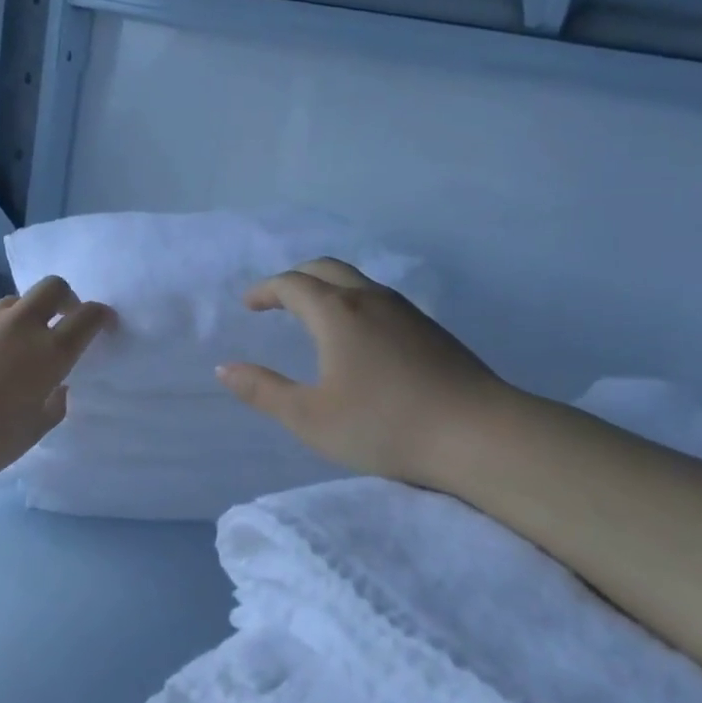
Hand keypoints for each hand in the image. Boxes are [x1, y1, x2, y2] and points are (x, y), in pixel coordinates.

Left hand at [0, 277, 111, 487]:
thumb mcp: (39, 426)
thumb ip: (56, 399)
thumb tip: (56, 384)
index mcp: (50, 353)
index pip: (87, 316)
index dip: (102, 316)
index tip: (105, 324)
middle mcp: (21, 327)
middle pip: (53, 287)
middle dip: (67, 298)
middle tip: (66, 321)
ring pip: (18, 301)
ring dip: (30, 314)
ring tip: (24, 343)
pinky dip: (1, 329)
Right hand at [217, 259, 507, 485]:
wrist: (477, 434)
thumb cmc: (383, 426)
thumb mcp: (310, 417)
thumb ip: (264, 391)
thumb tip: (224, 368)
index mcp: (336, 312)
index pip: (292, 284)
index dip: (265, 290)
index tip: (249, 304)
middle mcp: (370, 299)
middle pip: (327, 268)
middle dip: (295, 278)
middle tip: (277, 300)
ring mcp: (406, 311)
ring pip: (358, 281)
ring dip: (328, 288)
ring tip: (314, 315)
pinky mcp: (431, 329)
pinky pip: (380, 299)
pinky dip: (354, 302)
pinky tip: (360, 336)